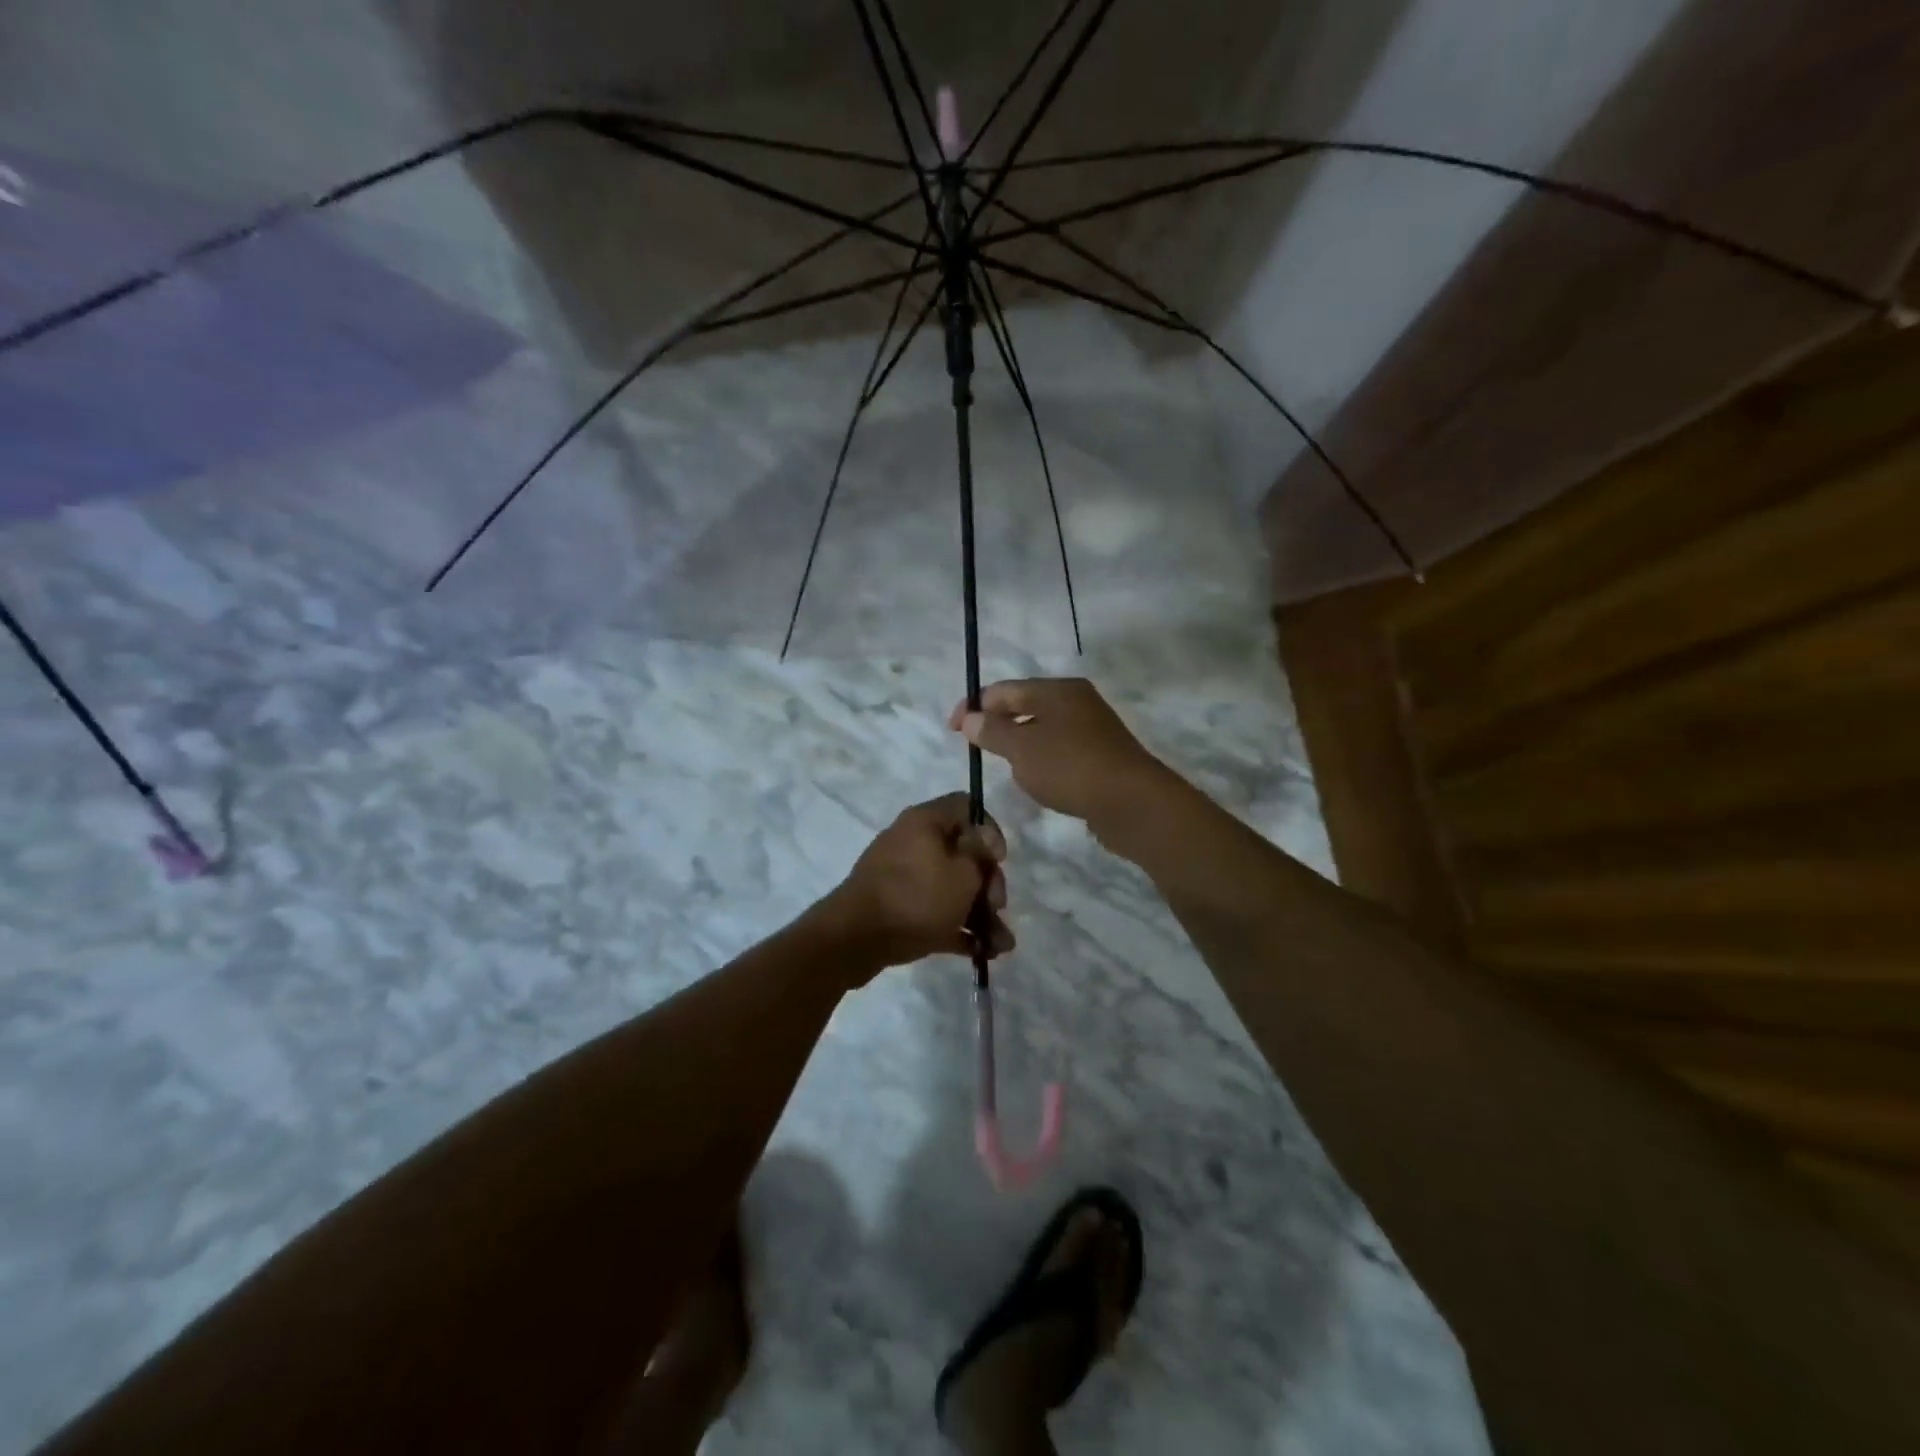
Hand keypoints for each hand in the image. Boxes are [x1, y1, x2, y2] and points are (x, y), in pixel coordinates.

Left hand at [818, 793, 1012, 978]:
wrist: (854, 940)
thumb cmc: (916, 898)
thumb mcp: (963, 874)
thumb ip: (981, 855)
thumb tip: (983, 837)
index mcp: (925, 822)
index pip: (965, 806)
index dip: (989, 829)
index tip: (998, 859)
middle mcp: (913, 843)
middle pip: (963, 854)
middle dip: (987, 884)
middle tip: (997, 906)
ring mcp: (903, 878)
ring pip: (952, 889)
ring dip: (980, 914)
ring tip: (1002, 946)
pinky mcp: (897, 910)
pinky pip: (936, 913)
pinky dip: (958, 928)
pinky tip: (984, 953)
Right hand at [950, 678, 1172, 836]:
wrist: (1133, 803)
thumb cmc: (1071, 767)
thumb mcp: (1022, 749)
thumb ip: (992, 732)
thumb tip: (970, 718)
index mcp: (1057, 690)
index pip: (1004, 689)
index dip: (974, 706)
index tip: (953, 730)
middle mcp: (1077, 701)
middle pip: (1025, 706)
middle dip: (998, 725)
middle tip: (977, 749)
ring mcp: (1093, 728)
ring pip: (1043, 730)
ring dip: (1021, 745)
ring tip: (1007, 767)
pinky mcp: (1102, 755)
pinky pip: (1061, 751)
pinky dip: (1043, 761)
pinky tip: (1040, 781)